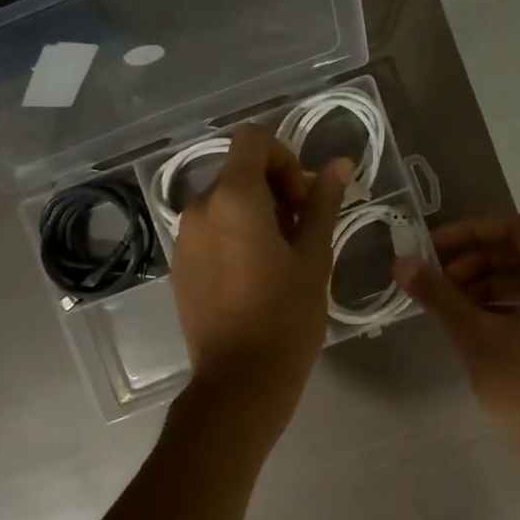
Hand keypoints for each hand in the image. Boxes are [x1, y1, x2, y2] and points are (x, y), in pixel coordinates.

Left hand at [171, 124, 348, 433]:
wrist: (239, 381)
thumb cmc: (286, 316)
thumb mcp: (314, 256)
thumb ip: (324, 203)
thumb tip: (340, 164)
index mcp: (233, 198)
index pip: (252, 139)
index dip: (284, 157)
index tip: (303, 199)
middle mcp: (198, 208)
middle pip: (237, 170)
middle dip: (274, 187)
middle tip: (301, 230)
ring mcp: (183, 238)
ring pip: (223, 201)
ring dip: (254, 212)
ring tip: (280, 256)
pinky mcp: (179, 264)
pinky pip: (209, 230)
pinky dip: (233, 234)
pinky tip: (254, 274)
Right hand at [397, 214, 519, 461]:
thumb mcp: (476, 337)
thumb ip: (438, 294)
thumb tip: (402, 262)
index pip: (516, 228)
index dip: (470, 232)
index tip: (433, 249)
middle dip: (476, 261)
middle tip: (438, 281)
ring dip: (489, 283)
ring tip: (451, 304)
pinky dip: (508, 304)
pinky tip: (477, 324)